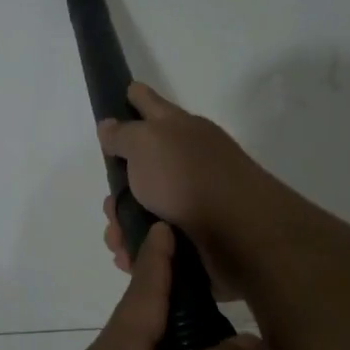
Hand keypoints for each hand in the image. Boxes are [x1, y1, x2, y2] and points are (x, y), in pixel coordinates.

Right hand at [98, 83, 269, 301]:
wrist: (239, 235)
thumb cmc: (188, 178)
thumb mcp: (147, 143)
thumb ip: (123, 135)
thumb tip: (109, 125)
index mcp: (178, 129)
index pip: (150, 104)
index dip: (135, 97)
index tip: (124, 92)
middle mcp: (186, 160)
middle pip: (139, 165)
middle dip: (116, 188)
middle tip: (110, 206)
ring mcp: (191, 199)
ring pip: (142, 207)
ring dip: (122, 224)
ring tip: (118, 240)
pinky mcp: (193, 236)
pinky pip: (154, 239)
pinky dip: (139, 248)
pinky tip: (128, 257)